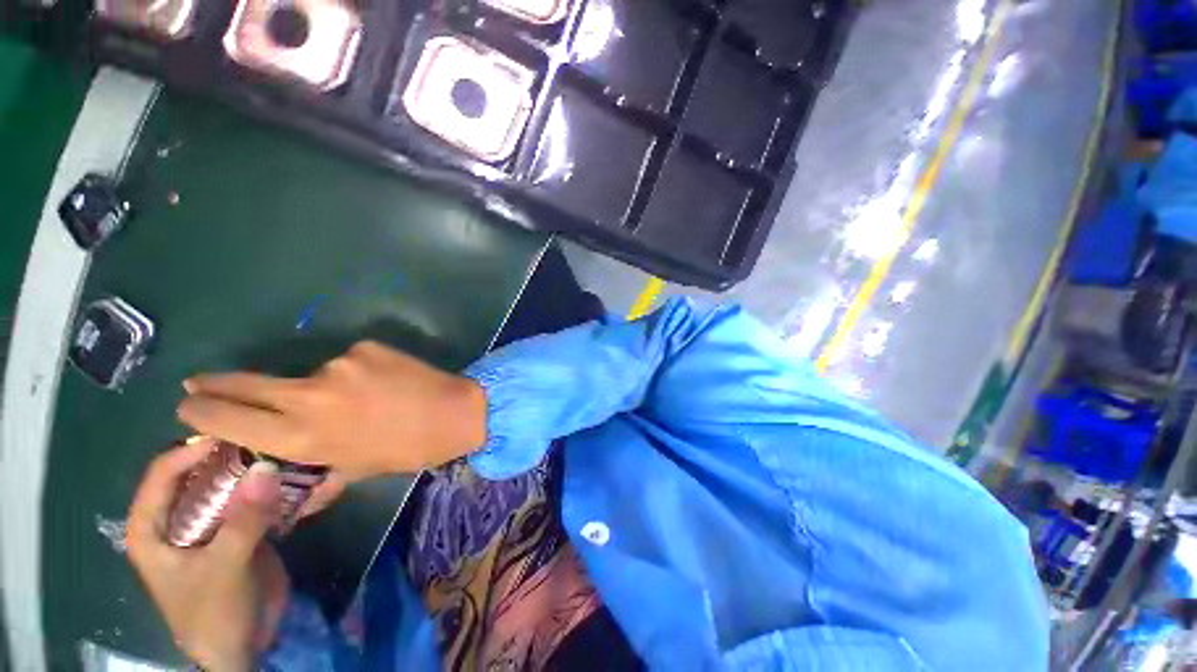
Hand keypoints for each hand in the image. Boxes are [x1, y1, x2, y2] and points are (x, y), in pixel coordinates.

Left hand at [126, 439, 290, 671]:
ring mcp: (209, 525)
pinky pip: (250, 501)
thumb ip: (242, 520)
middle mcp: (177, 520)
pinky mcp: (237, 532)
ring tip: (284, 451)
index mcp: (152, 528)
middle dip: (228, 456)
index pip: (161, 475)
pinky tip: (292, 476)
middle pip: (197, 474)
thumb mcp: (224, 568)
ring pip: (226, 486)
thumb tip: (266, 467)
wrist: (244, 646)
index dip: (190, 451)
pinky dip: (268, 488)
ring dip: (253, 470)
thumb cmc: (214, 613)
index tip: (231, 431)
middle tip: (266, 437)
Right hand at [177, 341, 487, 478]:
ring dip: (320, 387)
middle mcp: (309, 397)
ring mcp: (338, 366)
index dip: (203, 412)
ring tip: (359, 400)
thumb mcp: (358, 470)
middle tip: (198, 382)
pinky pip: (347, 361)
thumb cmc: (408, 449)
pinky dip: (355, 373)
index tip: (186, 406)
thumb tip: (284, 484)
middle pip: (246, 384)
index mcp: (302, 438)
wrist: (455, 412)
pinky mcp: (364, 347)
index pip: (230, 421)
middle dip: (216, 384)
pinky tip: (382, 384)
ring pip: (310, 375)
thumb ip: (317, 475)